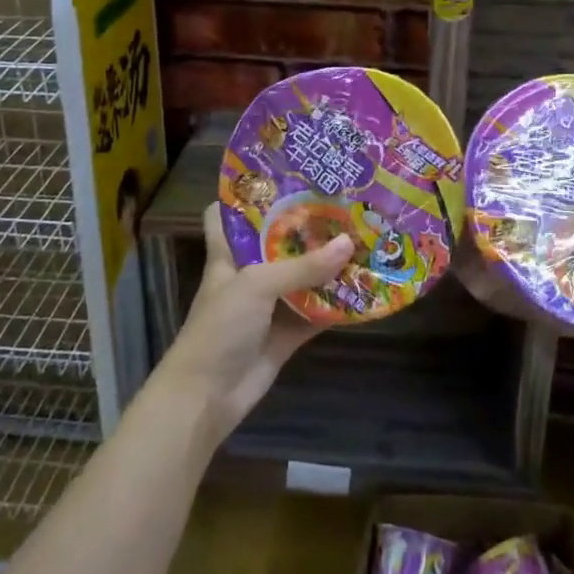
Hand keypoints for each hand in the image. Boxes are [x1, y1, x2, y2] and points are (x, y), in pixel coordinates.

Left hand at [154, 203, 352, 447]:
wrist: (206, 397)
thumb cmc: (220, 327)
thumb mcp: (258, 285)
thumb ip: (303, 266)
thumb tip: (349, 243)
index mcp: (229, 254)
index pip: (225, 214)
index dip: (245, 195)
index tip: (280, 176)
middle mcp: (249, 274)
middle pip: (277, 242)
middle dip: (306, 226)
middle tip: (343, 201)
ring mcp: (269, 305)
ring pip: (302, 277)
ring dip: (328, 264)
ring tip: (365, 235)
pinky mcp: (286, 333)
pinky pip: (317, 313)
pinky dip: (338, 304)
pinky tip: (367, 288)